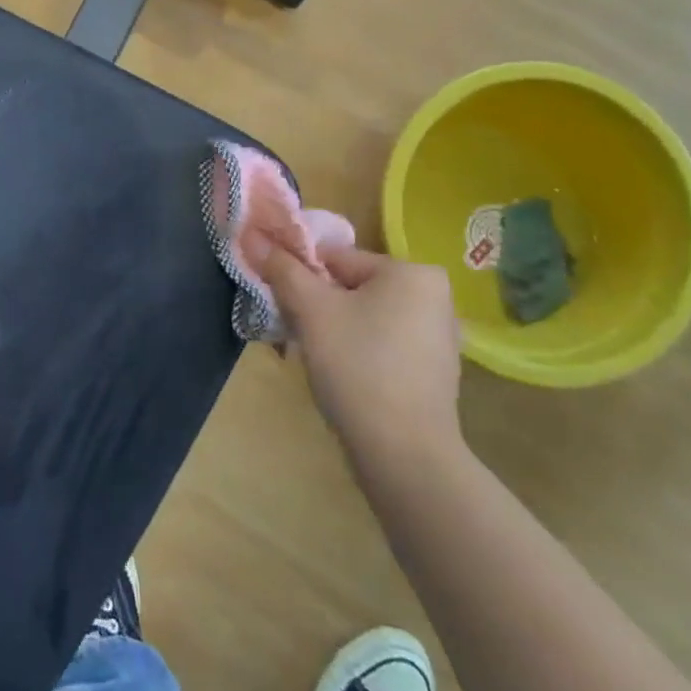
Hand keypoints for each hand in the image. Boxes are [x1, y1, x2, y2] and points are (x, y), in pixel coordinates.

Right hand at [260, 243, 463, 466]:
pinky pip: (383, 345)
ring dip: (335, 331)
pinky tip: (346, 380)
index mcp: (412, 272)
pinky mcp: (433, 372)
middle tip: (300, 335)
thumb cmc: (358, 366)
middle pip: (351, 287)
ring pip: (365, 317)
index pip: (337, 258)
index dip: (302, 278)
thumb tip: (252, 235)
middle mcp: (434, 297)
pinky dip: (359, 353)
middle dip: (319, 307)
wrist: (405, 455)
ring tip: (320, 361)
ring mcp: (438, 337)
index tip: (285, 306)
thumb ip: (282, 269)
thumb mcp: (311, 310)